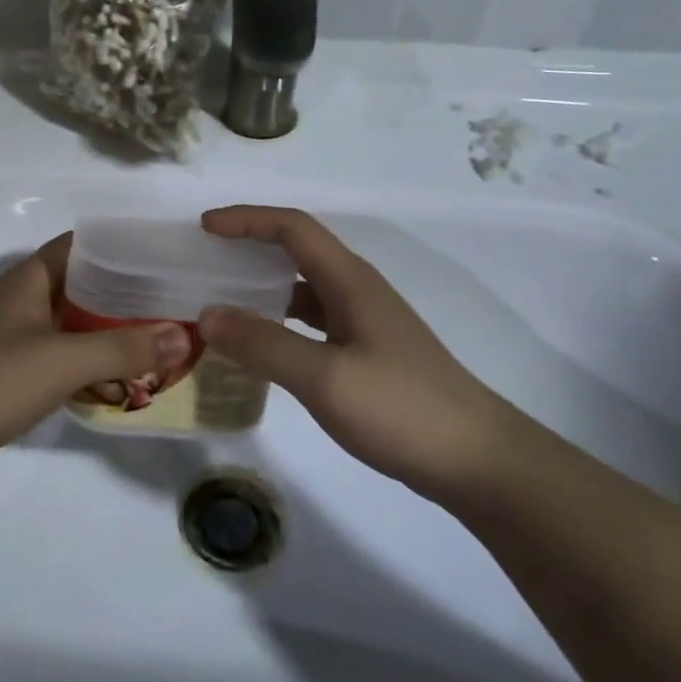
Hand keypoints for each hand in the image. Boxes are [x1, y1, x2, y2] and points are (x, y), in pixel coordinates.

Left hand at [0, 234, 191, 479]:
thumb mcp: (64, 359)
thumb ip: (124, 348)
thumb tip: (183, 335)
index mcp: (29, 279)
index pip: (81, 245)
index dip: (119, 247)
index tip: (162, 257)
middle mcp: (21, 300)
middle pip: (81, 286)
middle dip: (123, 294)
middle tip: (172, 302)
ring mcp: (14, 337)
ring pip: (72, 324)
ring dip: (108, 331)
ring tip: (157, 338)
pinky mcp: (11, 372)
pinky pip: (60, 356)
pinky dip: (88, 362)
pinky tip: (119, 378)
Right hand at [197, 206, 524, 499]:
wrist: (477, 461)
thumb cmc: (401, 409)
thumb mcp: (324, 378)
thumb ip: (263, 344)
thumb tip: (207, 314)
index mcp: (349, 281)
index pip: (292, 228)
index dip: (246, 219)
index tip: (203, 227)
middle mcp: (357, 290)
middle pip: (297, 250)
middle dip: (249, 246)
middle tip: (205, 261)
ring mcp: (365, 322)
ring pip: (304, 287)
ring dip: (263, 286)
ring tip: (222, 300)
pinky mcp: (367, 352)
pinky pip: (312, 320)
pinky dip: (279, 320)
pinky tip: (261, 344)